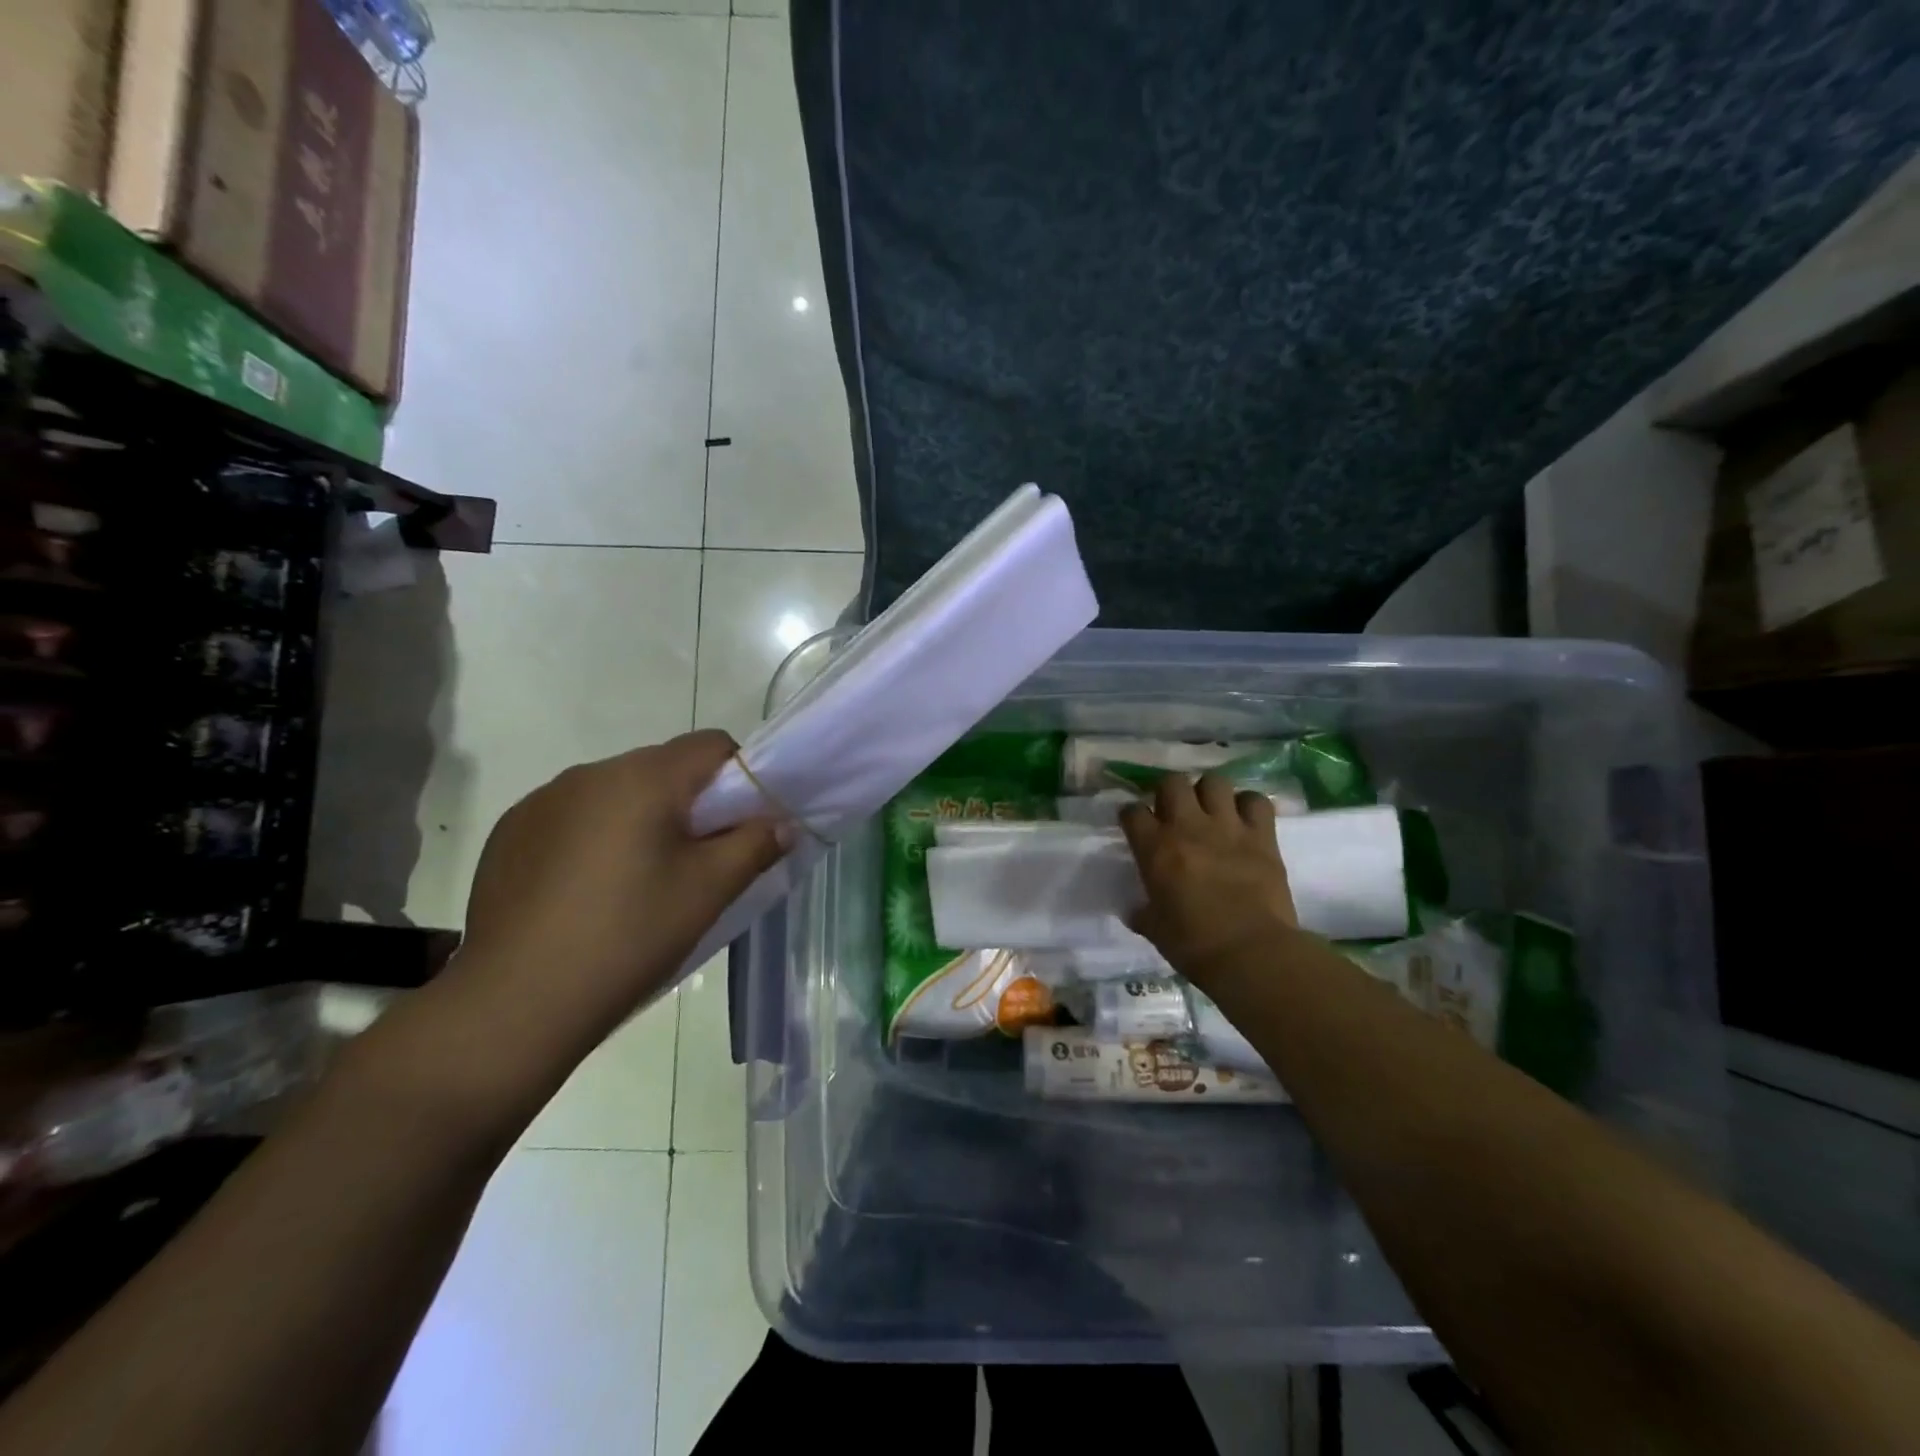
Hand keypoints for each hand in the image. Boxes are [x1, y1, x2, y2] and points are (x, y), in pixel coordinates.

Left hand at [451, 730, 788, 1052]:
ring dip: (640, 820)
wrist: (514, 1002)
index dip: (740, 776)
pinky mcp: (510, 832)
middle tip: (695, 863)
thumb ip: (754, 845)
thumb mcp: (708, 891)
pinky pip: (572, 816)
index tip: (740, 825)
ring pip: (616, 793)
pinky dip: (594, 838)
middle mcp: (589, 773)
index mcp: (642, 778)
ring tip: (636, 883)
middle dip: (689, 803)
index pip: (711, 744)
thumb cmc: (628, 937)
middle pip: (663, 768)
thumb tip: (781, 823)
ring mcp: (542, 800)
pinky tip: (586, 893)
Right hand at [1119, 772, 1298, 982]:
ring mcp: (1227, 827)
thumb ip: (1143, 913)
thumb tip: (1135, 911)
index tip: (1136, 825)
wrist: (1251, 953)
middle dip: (1170, 792)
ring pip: (1214, 781)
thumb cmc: (1194, 945)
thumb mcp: (1155, 930)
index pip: (1132, 811)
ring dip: (1209, 792)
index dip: (1132, 815)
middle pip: (1172, 783)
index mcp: (1155, 849)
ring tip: (1211, 810)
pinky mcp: (1262, 836)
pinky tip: (1245, 819)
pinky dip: (1249, 805)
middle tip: (1174, 812)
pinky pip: (1256, 801)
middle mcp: (1187, 827)